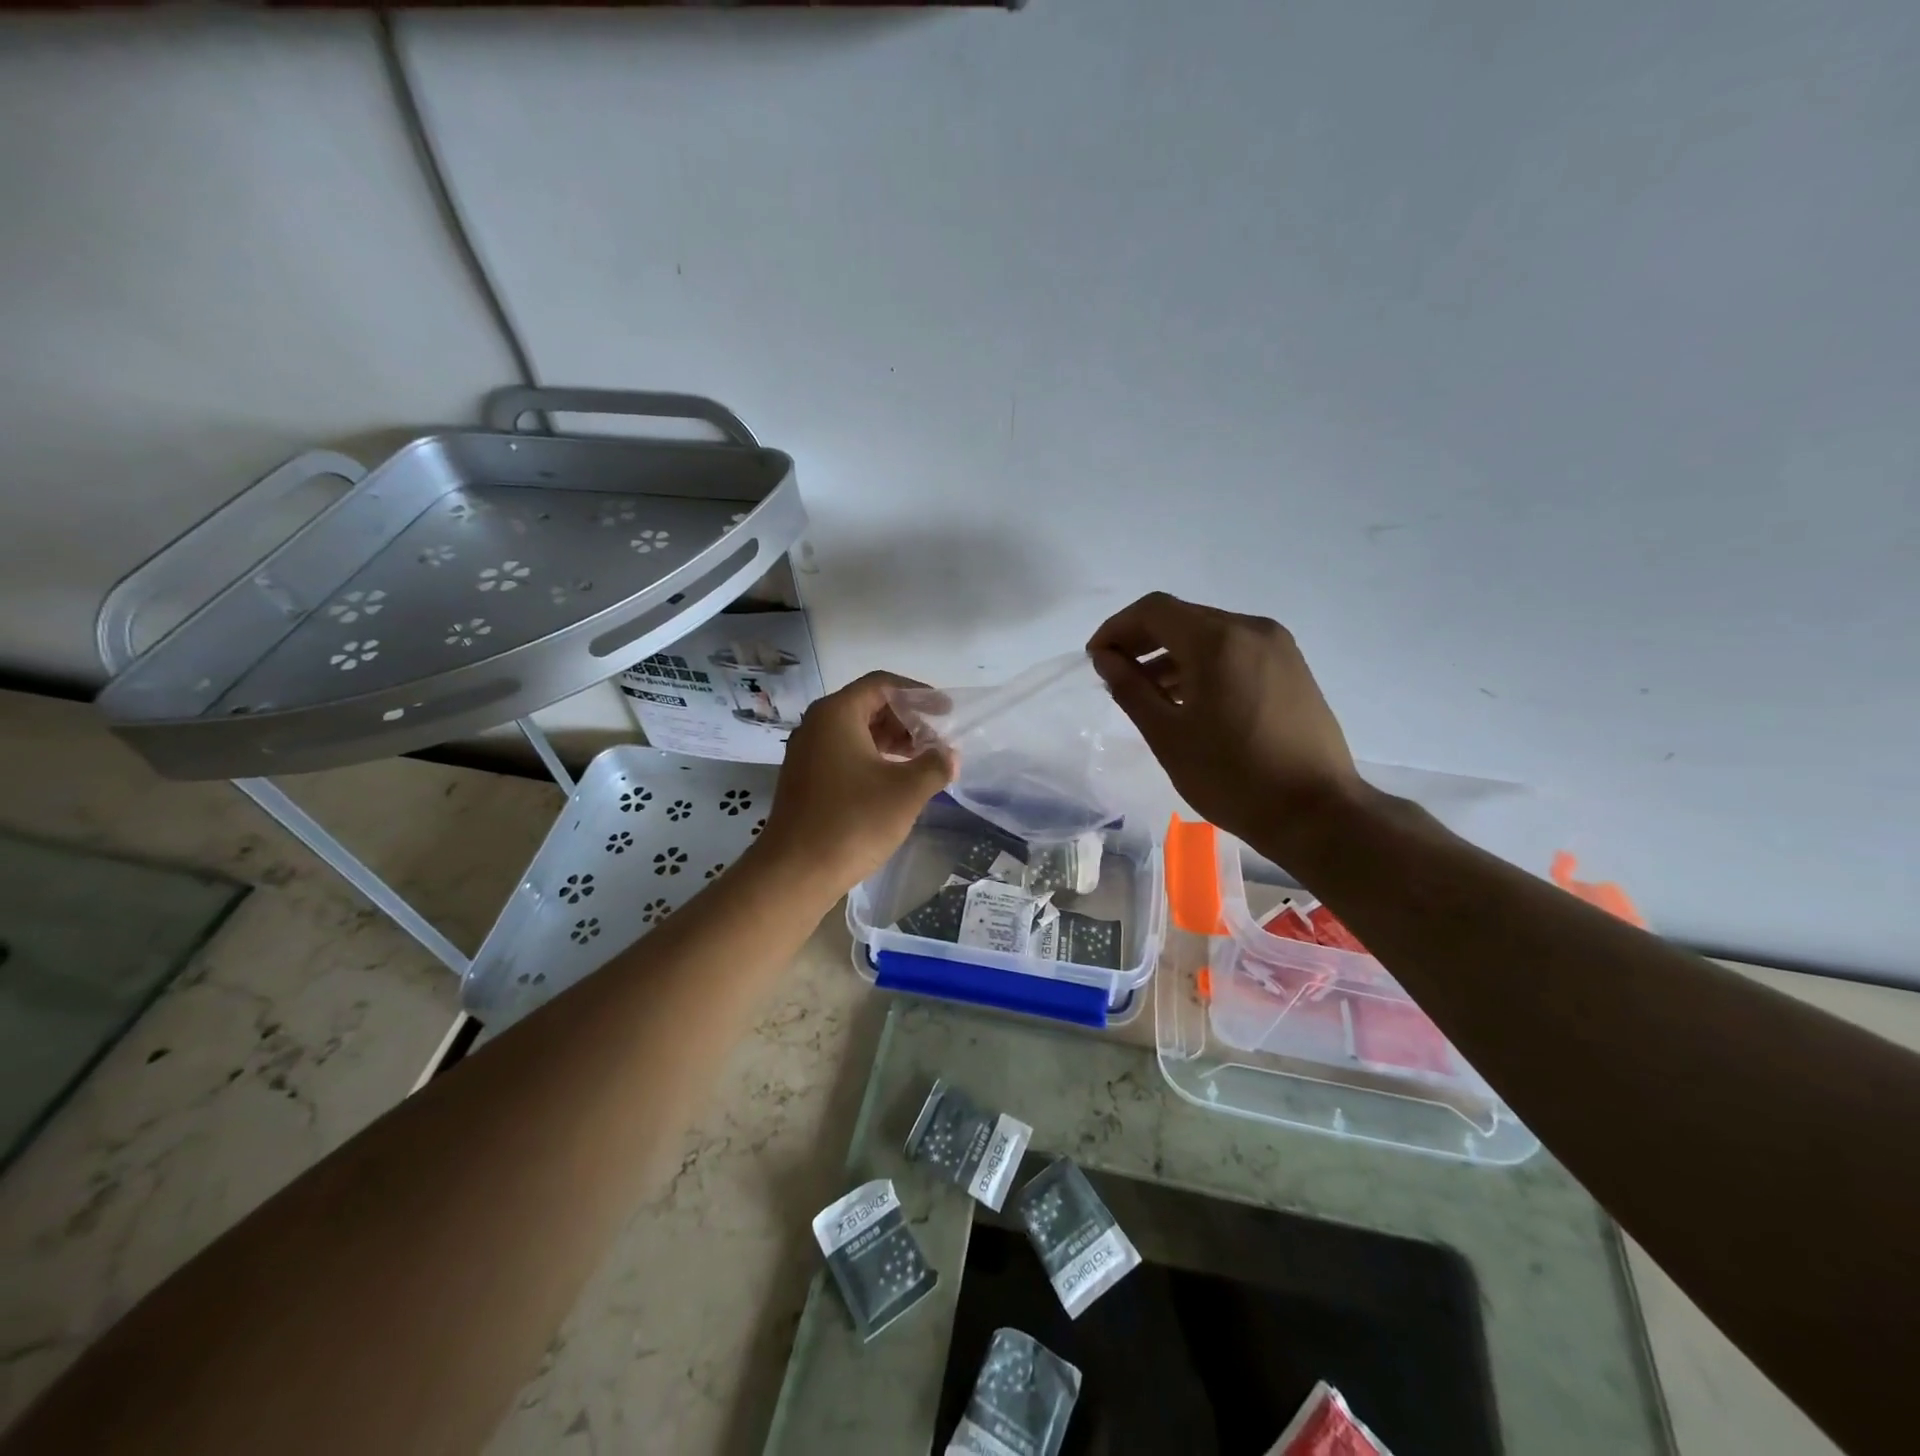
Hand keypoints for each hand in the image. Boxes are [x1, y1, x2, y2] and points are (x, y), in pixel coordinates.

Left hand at [755, 671, 955, 895]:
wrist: (796, 871)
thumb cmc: (853, 821)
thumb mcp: (906, 791)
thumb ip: (935, 765)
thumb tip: (949, 755)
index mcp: (837, 714)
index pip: (882, 684)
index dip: (918, 694)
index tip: (946, 711)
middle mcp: (817, 725)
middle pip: (868, 705)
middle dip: (906, 719)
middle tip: (936, 740)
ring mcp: (807, 753)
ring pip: (856, 732)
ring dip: (892, 741)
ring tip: (922, 761)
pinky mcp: (806, 779)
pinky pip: (844, 754)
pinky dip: (873, 758)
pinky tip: (895, 781)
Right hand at [1087, 593, 1365, 848]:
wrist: (1316, 812)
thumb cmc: (1232, 777)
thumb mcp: (1167, 735)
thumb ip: (1130, 689)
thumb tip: (1106, 658)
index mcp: (1218, 641)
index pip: (1154, 610)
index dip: (1117, 628)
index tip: (1096, 658)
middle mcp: (1251, 629)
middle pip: (1183, 617)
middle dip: (1142, 640)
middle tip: (1116, 674)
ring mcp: (1277, 647)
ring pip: (1210, 634)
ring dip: (1172, 654)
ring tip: (1148, 692)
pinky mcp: (1291, 667)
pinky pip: (1235, 650)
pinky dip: (1203, 663)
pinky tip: (1189, 698)